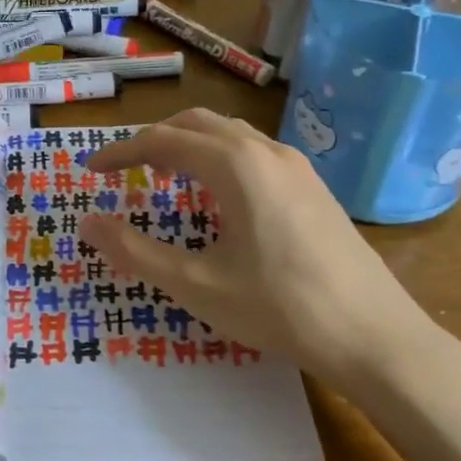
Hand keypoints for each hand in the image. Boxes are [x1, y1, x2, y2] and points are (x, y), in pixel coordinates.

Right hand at [78, 109, 431, 391]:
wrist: (374, 337)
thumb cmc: (279, 308)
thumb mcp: (196, 284)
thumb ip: (134, 251)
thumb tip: (86, 223)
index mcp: (235, 165)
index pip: (162, 140)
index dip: (120, 152)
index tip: (91, 170)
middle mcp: (266, 151)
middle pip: (196, 123)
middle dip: (154, 139)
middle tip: (124, 169)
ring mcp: (296, 166)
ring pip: (229, 133)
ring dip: (189, 145)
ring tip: (164, 177)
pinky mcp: (314, 186)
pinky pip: (254, 152)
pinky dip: (219, 157)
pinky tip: (218, 196)